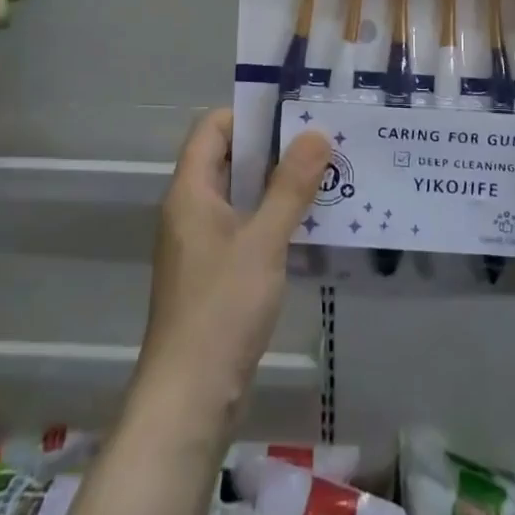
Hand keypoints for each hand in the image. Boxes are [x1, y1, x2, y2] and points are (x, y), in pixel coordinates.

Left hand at [136, 109, 331, 427]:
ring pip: (240, 195)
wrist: (189, 400)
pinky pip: (244, 228)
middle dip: (273, 148)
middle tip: (321, 143)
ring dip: (277, 185)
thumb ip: (290, 186)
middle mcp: (190, 210)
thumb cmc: (221, 308)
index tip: (294, 114)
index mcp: (190, 191)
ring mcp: (201, 244)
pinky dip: (272, 219)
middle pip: (228, 158)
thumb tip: (316, 132)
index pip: (213, 127)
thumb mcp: (263, 241)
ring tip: (325, 178)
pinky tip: (309, 226)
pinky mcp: (214, 275)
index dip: (249, 114)